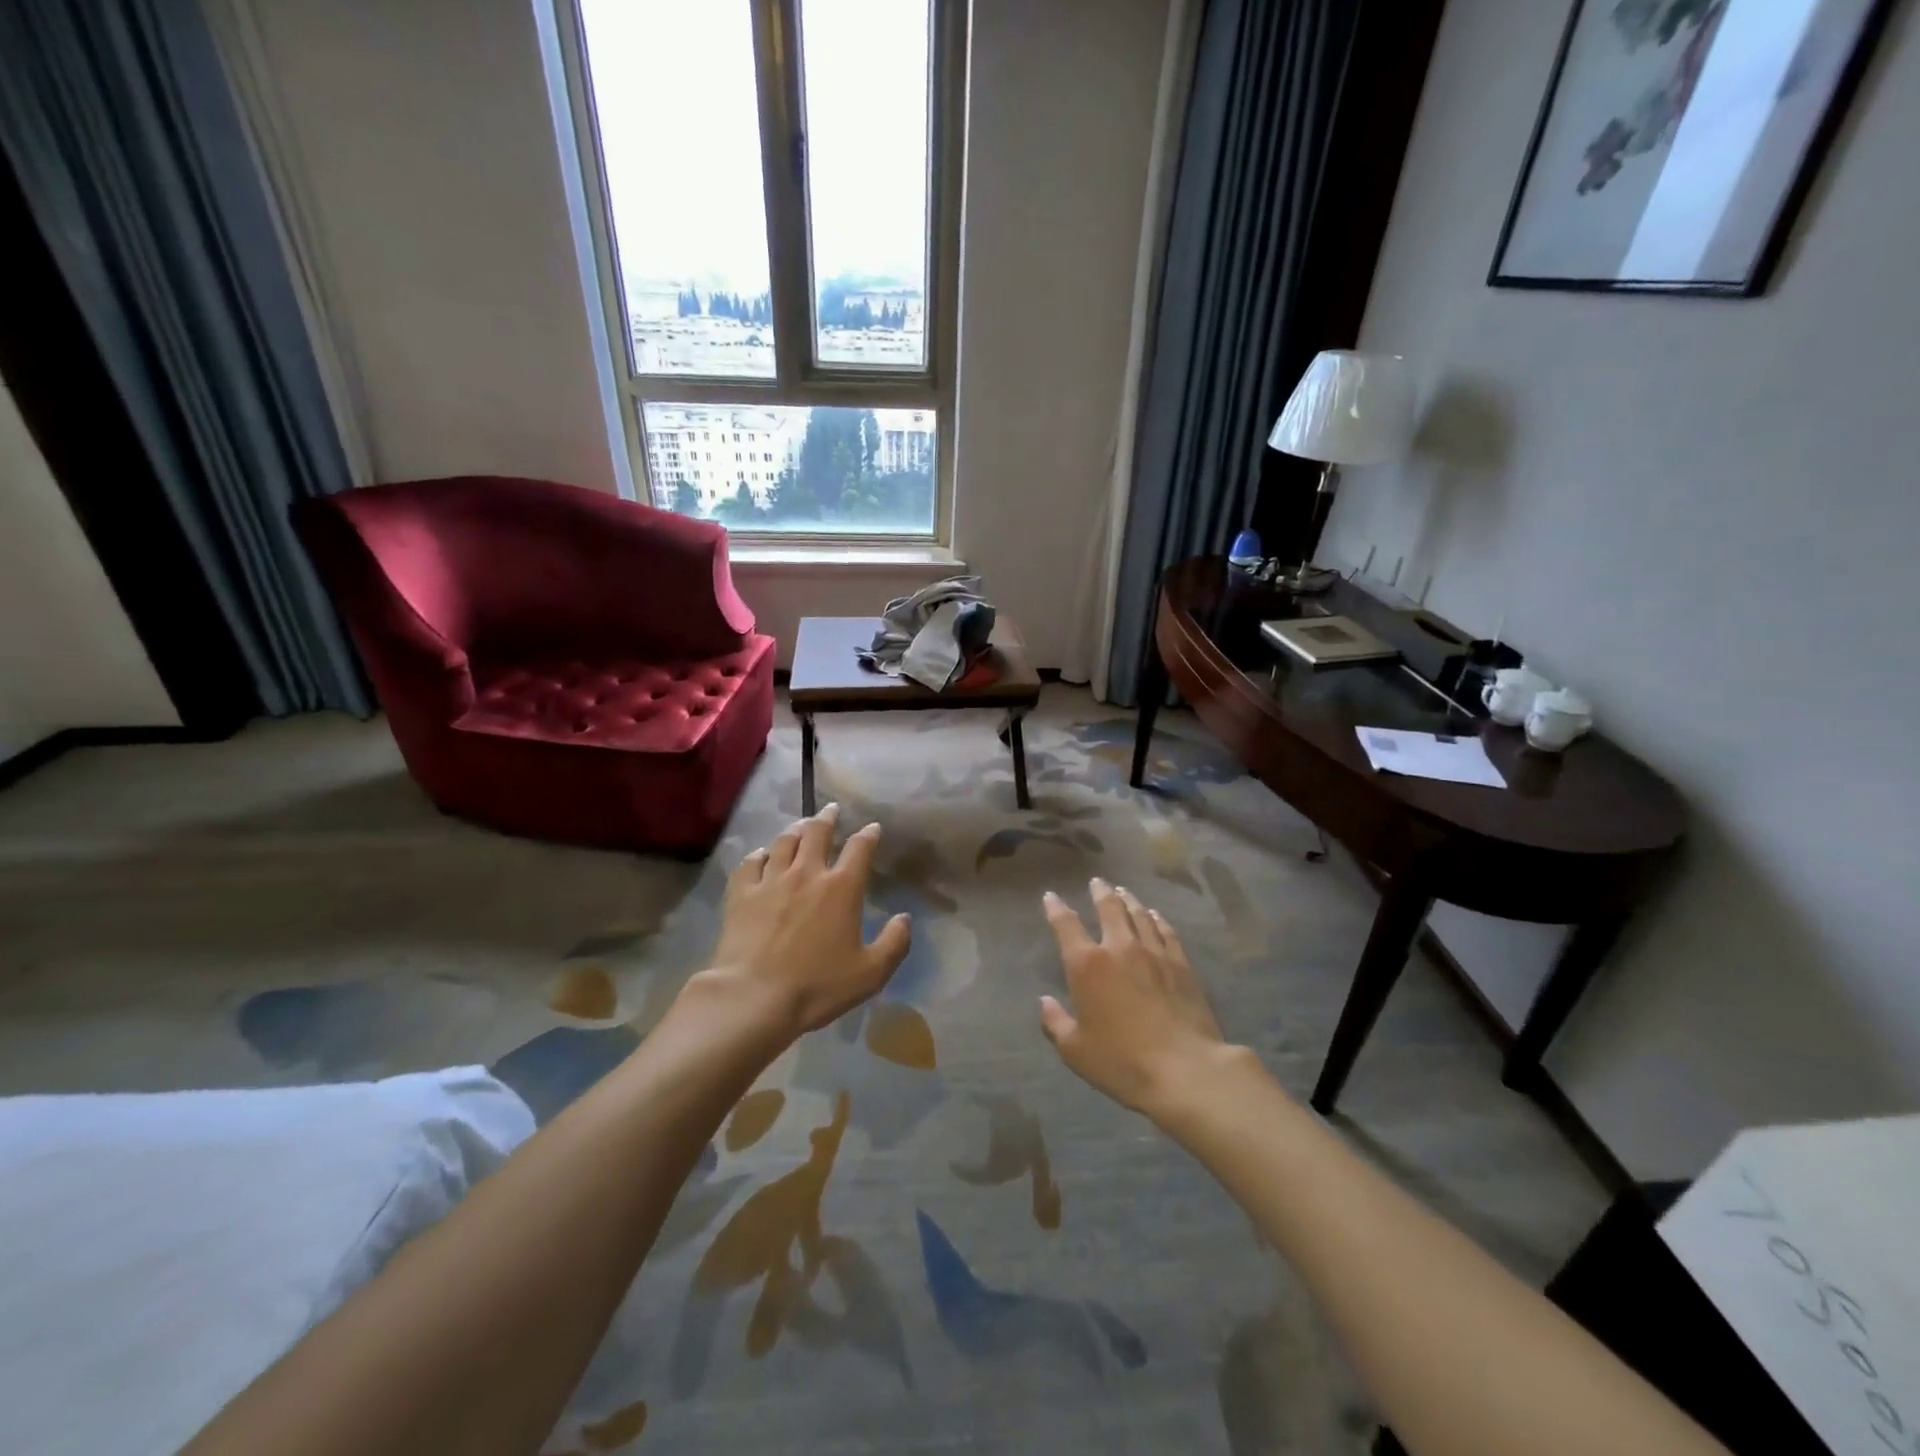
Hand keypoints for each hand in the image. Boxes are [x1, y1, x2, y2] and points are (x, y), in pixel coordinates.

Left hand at [698, 804, 910, 1040]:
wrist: (754, 997)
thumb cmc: (817, 986)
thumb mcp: (870, 973)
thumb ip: (894, 943)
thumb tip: (905, 918)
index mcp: (842, 888)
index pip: (860, 848)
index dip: (869, 834)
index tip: (872, 828)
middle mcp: (807, 873)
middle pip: (818, 833)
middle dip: (828, 818)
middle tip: (831, 810)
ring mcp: (771, 880)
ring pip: (785, 842)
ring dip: (796, 829)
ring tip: (802, 825)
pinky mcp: (742, 893)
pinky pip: (751, 863)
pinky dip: (760, 854)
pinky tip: (762, 854)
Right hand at [1038, 879, 1231, 1117]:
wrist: (1185, 1069)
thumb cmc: (1122, 1061)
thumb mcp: (1075, 1050)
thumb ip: (1055, 1023)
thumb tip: (1044, 1002)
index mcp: (1087, 965)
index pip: (1066, 925)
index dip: (1056, 908)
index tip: (1051, 897)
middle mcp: (1119, 948)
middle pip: (1109, 908)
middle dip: (1100, 892)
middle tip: (1097, 883)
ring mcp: (1154, 953)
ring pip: (1139, 914)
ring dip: (1128, 900)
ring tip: (1122, 892)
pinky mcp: (1181, 964)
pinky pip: (1166, 931)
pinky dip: (1157, 918)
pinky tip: (1154, 915)